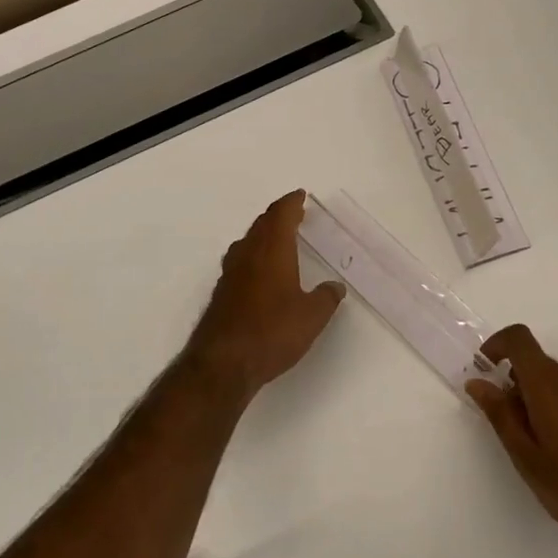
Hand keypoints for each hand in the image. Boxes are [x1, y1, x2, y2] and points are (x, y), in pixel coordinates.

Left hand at [183, 191, 345, 403]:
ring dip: (263, 234)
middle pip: (262, 224)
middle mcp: (248, 255)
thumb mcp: (312, 317)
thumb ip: (326, 298)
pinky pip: (240, 261)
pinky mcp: (222, 293)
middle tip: (294, 214)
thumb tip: (335, 287)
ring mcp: (231, 273)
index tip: (300, 195)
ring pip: (248, 242)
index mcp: (272, 250)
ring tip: (278, 238)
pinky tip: (260, 271)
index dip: (291, 203)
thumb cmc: (272, 332)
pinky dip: (253, 255)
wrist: (223, 362)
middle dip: (278, 216)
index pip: (281, 215)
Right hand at [467, 325, 557, 557]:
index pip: (520, 339)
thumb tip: (477, 381)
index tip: (486, 370)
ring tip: (545, 437)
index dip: (498, 345)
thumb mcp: (526, 458)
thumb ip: (500, 415)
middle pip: (539, 362)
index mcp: (548, 386)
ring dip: (545, 394)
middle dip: (517, 382)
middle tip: (512, 425)